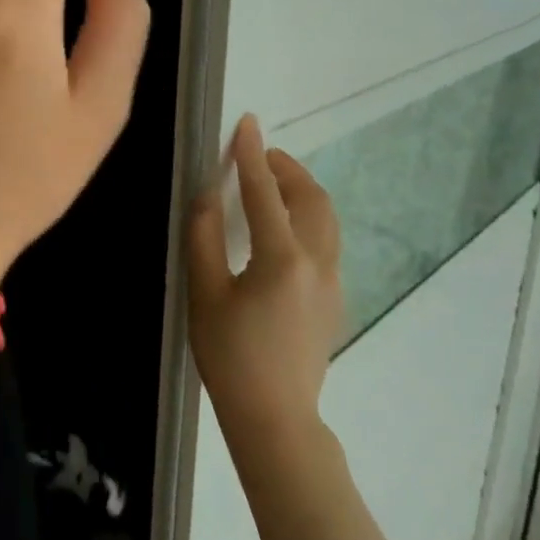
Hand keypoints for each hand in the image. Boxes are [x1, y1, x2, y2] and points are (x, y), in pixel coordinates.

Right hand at [188, 115, 344, 434]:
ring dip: (302, 190)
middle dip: (286, 168)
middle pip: (310, 198)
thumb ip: (204, 238)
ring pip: (326, 218)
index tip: (247, 123)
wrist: (275, 417)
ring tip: (274, 182)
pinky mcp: (334, 299)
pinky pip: (327, 240)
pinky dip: (309, 216)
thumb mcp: (205, 294)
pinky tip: (285, 228)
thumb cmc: (230, 356)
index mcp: (281, 258)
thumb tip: (206, 195)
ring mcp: (332, 281)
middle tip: (259, 155)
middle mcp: (316, 262)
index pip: (264, 192)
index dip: (251, 155)